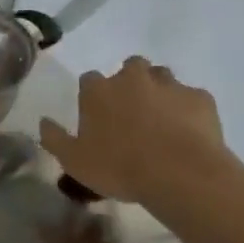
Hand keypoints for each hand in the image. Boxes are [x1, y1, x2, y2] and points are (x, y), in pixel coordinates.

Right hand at [40, 57, 230, 203]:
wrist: (180, 173)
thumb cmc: (119, 167)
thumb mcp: (74, 161)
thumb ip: (54, 139)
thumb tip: (43, 122)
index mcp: (98, 90)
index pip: (89, 80)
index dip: (93, 97)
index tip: (96, 117)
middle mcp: (132, 78)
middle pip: (129, 68)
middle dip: (130, 84)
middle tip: (131, 114)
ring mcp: (170, 84)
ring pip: (162, 77)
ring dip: (159, 91)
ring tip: (160, 121)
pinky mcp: (200, 98)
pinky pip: (191, 98)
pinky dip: (188, 110)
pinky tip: (187, 133)